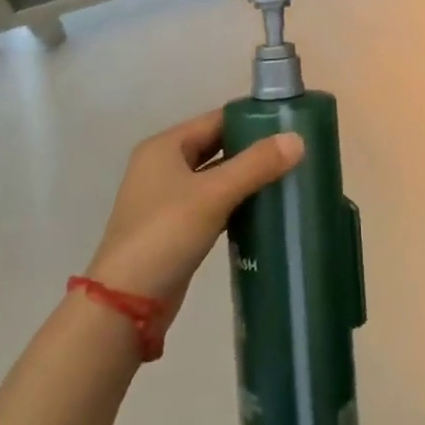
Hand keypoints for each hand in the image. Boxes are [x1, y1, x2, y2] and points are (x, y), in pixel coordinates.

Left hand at [85, 112, 302, 321]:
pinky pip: (211, 205)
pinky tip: (262, 210)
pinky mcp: (174, 229)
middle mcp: (162, 166)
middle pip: (215, 147)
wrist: (126, 305)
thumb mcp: (214, 194)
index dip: (251, 119)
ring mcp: (166, 200)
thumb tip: (298, 139)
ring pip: (215, 178)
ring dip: (245, 178)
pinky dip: (234, 203)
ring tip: (285, 177)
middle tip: (293, 151)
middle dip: (251, 150)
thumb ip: (256, 165)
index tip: (288, 123)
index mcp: (165, 146)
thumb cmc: (166, 234)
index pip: (216, 120)